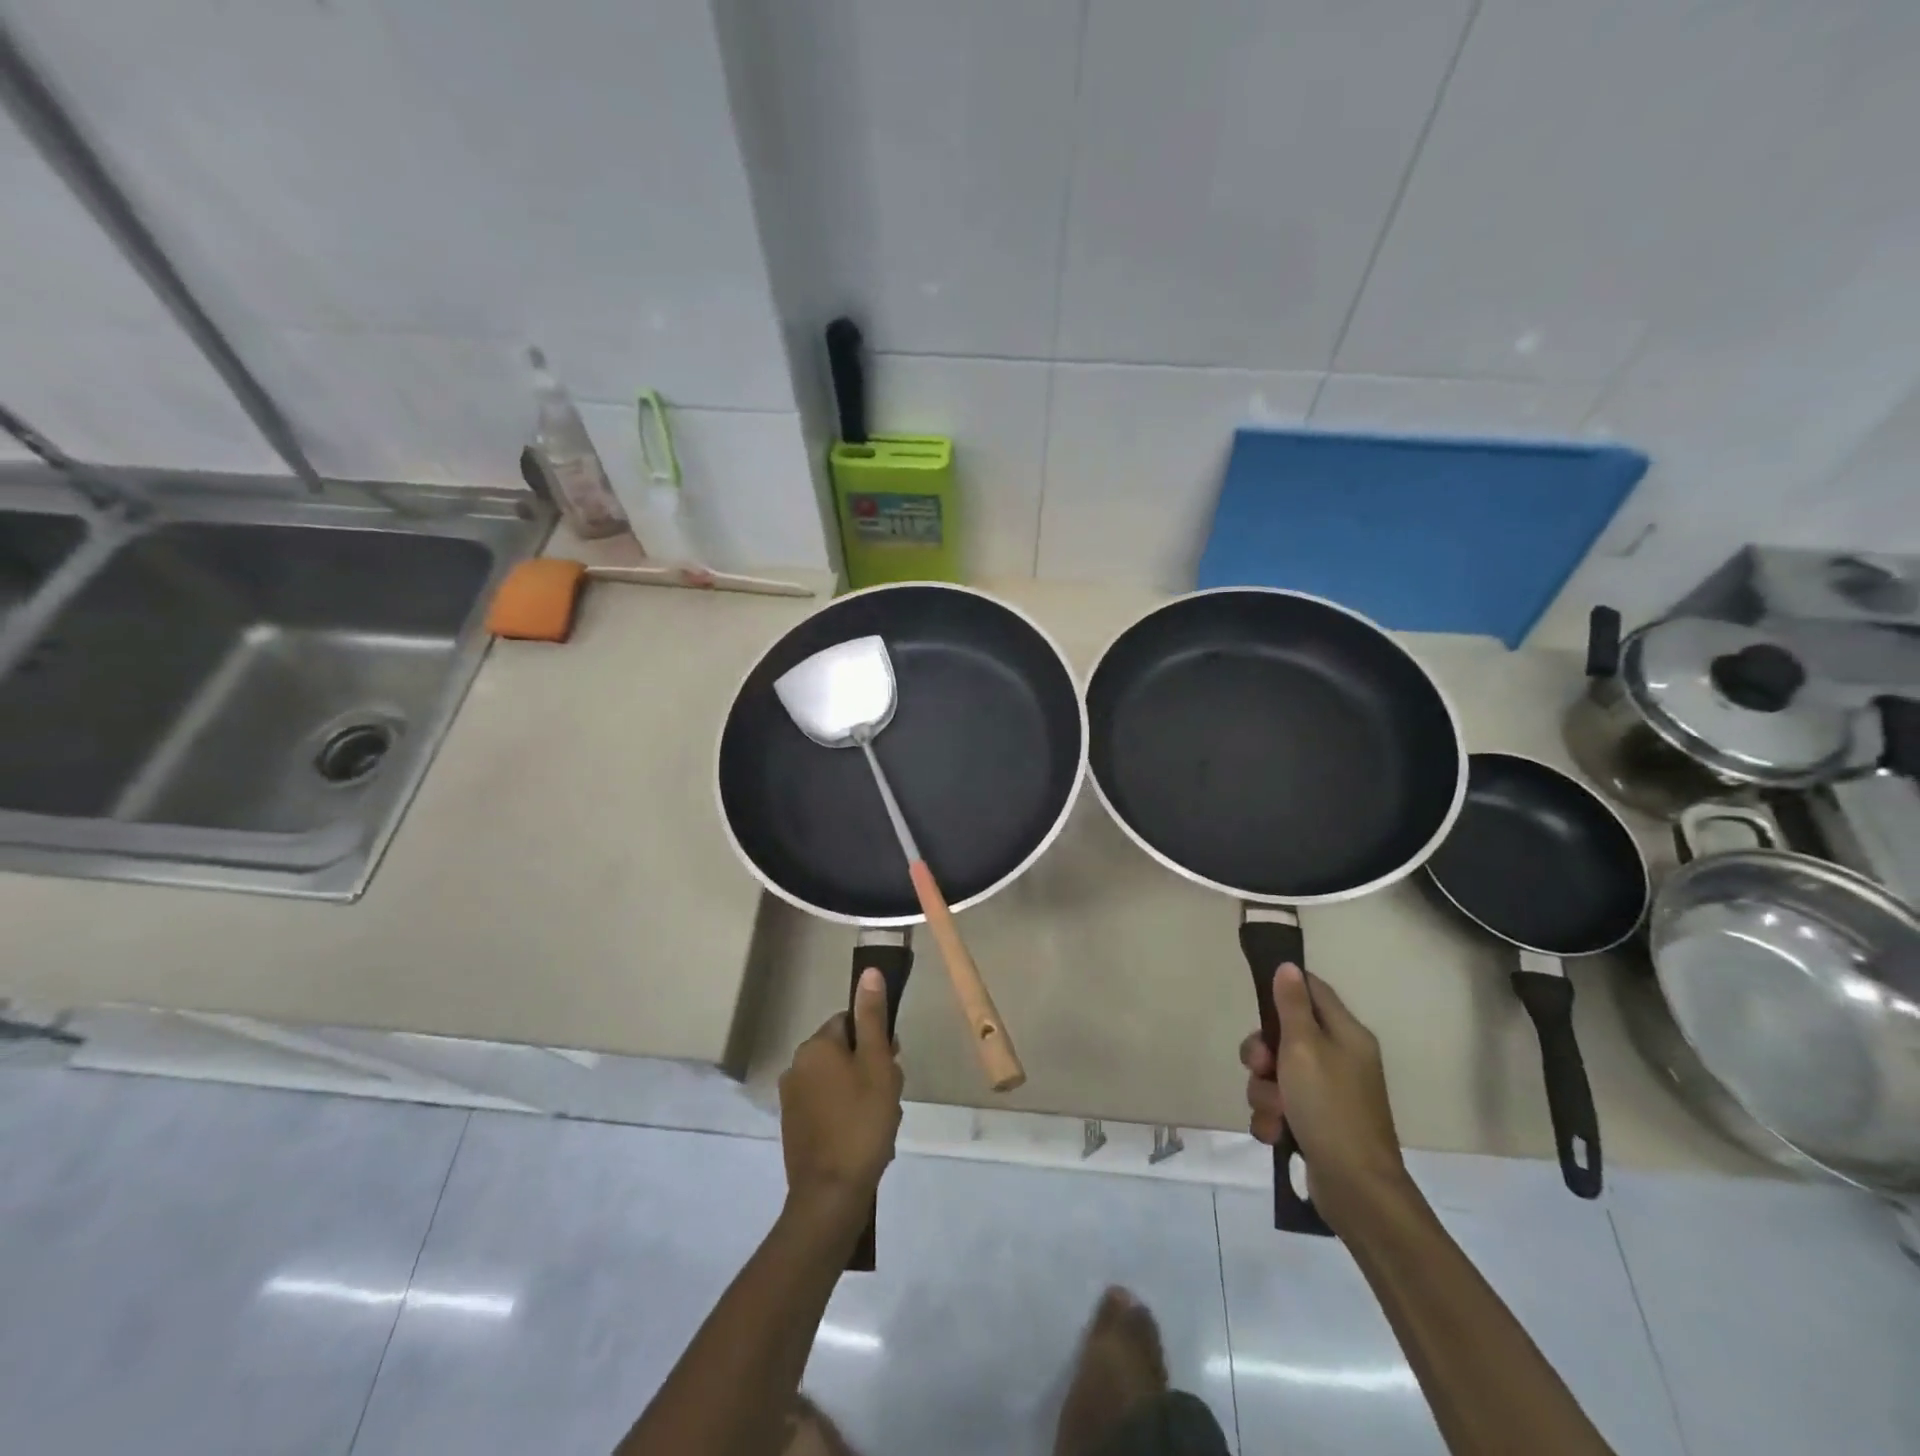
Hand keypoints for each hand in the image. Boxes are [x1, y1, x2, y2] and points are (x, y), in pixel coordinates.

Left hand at [777, 967, 903, 1225]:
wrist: (830, 1194)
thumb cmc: (861, 1121)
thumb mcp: (877, 1064)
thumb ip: (873, 1017)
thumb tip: (869, 971)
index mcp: (815, 1046)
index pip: (850, 1022)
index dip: (876, 1040)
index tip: (891, 1064)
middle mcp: (796, 1065)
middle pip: (843, 1051)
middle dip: (869, 1068)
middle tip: (889, 1096)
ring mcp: (791, 1098)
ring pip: (837, 1080)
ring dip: (860, 1092)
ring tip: (880, 1122)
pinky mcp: (793, 1126)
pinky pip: (826, 1106)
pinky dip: (845, 1114)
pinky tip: (862, 1136)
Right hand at [1241, 963, 1411, 1231]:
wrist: (1356, 1190)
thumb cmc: (1330, 1108)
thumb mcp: (1304, 1048)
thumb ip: (1292, 1005)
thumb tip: (1288, 966)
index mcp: (1346, 1034)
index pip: (1312, 990)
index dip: (1283, 989)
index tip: (1257, 999)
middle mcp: (1339, 1059)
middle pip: (1285, 1034)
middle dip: (1262, 1053)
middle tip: (1261, 1068)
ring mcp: (1328, 1093)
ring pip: (1276, 1073)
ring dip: (1263, 1092)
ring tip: (1274, 1113)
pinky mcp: (1315, 1123)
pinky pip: (1280, 1106)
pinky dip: (1272, 1118)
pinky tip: (1275, 1133)